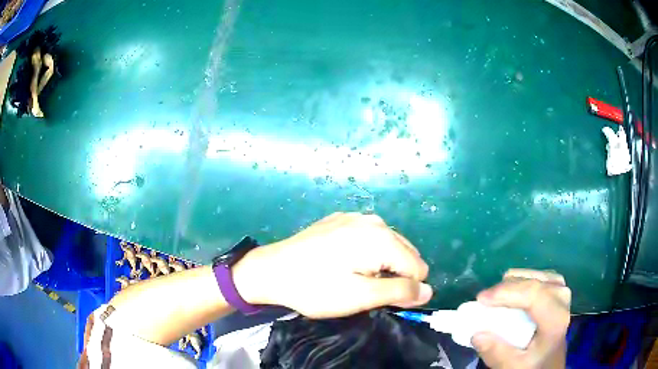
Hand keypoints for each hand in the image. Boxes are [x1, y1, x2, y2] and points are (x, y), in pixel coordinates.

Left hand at [233, 212, 431, 317]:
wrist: (270, 270)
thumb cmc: (315, 287)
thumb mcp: (361, 296)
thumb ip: (399, 292)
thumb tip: (429, 291)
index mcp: (382, 237)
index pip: (418, 268)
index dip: (403, 289)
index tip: (378, 299)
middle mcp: (373, 221)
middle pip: (404, 254)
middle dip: (393, 275)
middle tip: (363, 290)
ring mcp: (354, 217)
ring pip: (387, 246)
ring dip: (379, 265)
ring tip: (351, 277)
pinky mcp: (339, 220)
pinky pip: (367, 239)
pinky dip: (364, 254)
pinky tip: (340, 263)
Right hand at [472, 269, 570, 368]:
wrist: (550, 363)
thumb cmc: (533, 365)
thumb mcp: (514, 367)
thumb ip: (497, 354)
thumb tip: (476, 334)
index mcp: (556, 320)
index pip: (535, 295)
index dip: (507, 292)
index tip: (481, 299)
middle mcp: (562, 300)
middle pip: (535, 283)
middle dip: (508, 288)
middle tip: (484, 300)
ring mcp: (562, 293)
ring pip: (538, 276)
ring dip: (515, 283)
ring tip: (496, 296)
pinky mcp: (557, 292)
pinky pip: (540, 278)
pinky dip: (523, 282)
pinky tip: (513, 291)